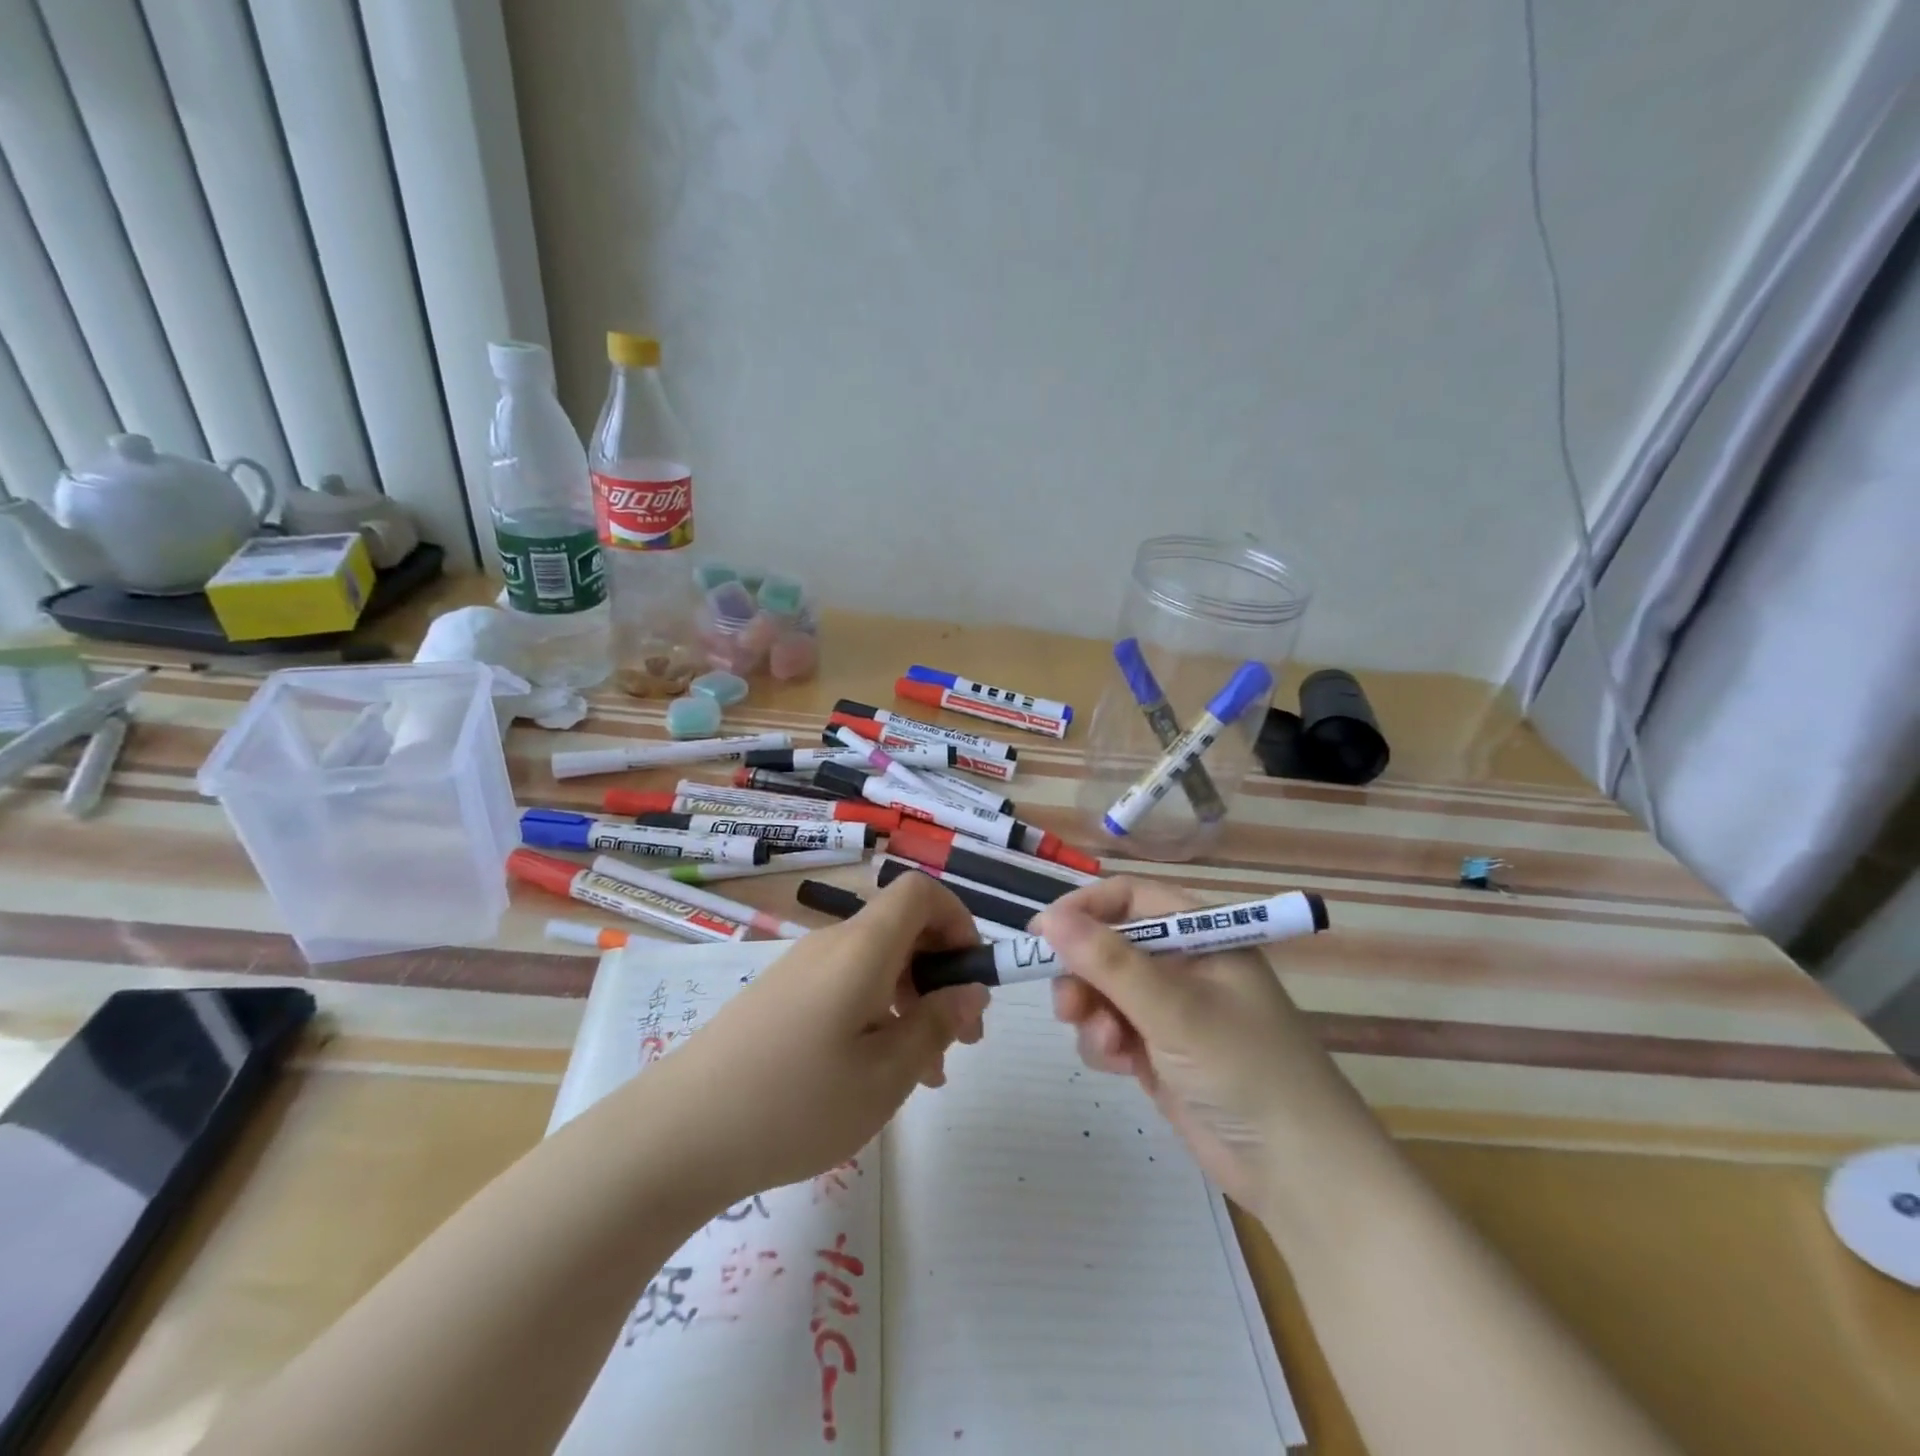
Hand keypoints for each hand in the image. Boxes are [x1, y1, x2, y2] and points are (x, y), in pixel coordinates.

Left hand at [651, 872, 988, 1205]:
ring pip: (876, 965)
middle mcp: (831, 944)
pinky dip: (876, 1014)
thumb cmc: (795, 1103)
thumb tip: (971, 989)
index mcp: (862, 948)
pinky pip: (845, 986)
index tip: (971, 977)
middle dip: (941, 975)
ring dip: (912, 1003)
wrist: (678, 1134)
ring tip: (926, 1073)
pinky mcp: (780, 997)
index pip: (921, 892)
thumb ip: (937, 1024)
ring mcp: (800, 969)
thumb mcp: (885, 1075)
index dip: (958, 920)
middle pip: (902, 930)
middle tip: (962, 1041)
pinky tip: (875, 1074)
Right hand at [1037, 876, 1331, 1212]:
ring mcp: (1172, 1010)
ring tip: (1107, 1043)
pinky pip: (1112, 1029)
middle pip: (1110, 945)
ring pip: (1104, 990)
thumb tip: (1048, 918)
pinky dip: (1105, 1043)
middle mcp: (1184, 964)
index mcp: (1201, 935)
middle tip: (1067, 1004)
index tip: (1042, 933)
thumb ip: (1108, 962)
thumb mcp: (1174, 1008)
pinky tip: (1120, 1065)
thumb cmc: (1244, 1068)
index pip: (1130, 898)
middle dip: (1084, 973)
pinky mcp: (1161, 1051)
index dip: (1084, 909)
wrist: (1298, 1172)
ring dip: (1093, 1012)